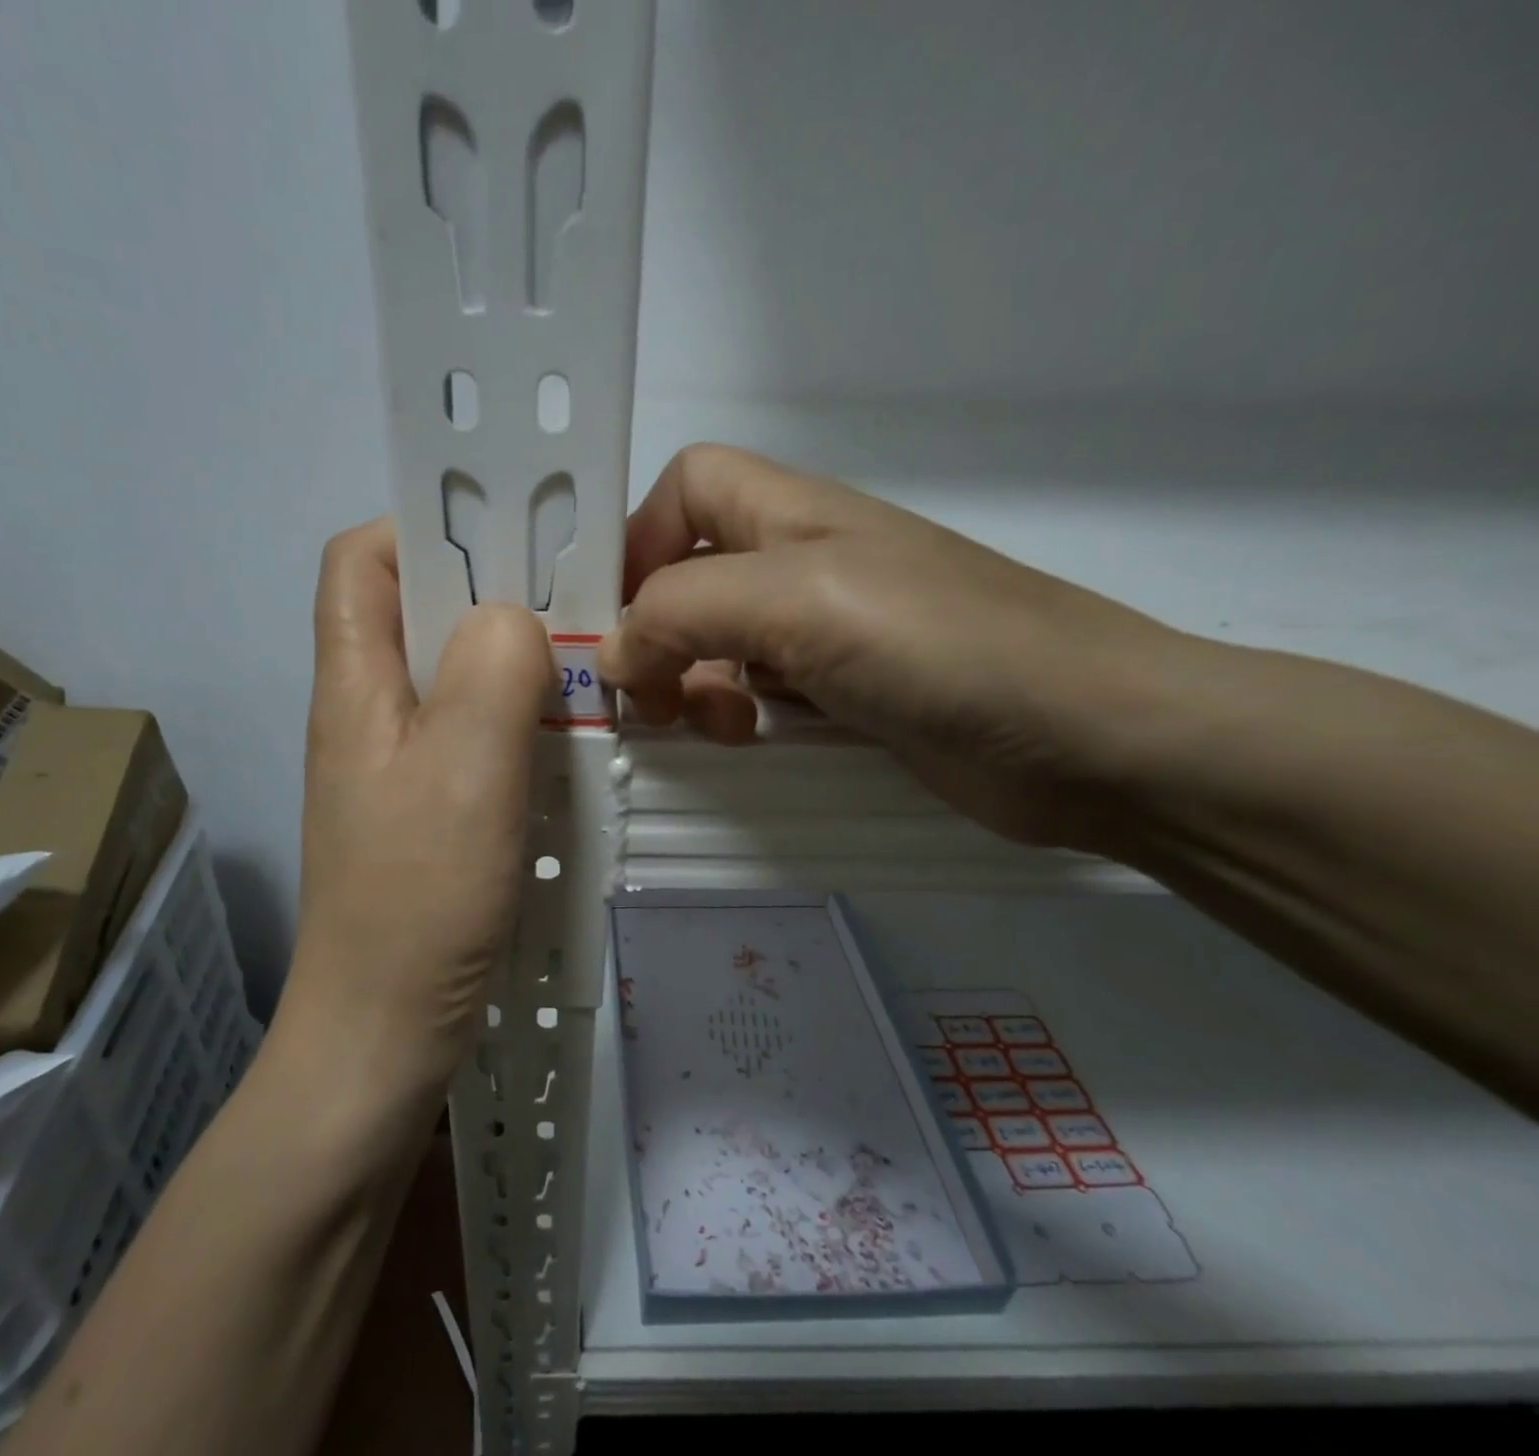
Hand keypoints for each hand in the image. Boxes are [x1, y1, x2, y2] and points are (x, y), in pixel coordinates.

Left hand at [287, 520, 552, 1091]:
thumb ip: (491, 669)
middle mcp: (368, 712)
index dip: (424, 528)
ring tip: (581, 673)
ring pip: (456, 677)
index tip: (505, 541)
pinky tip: (565, 744)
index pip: (362, 559)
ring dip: (515, 664)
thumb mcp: (464, 769)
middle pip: (419, 613)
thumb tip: (513, 617)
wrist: (383, 1034)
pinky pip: (476, 736)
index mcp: (355, 684)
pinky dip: (520, 723)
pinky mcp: (430, 809)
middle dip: (492, 596)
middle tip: (571, 608)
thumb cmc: (418, 899)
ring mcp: (399, 765)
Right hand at [598, 445, 1191, 848]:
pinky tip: (752, 740)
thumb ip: (686, 611)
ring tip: (714, 726)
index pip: (686, 486)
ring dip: (692, 682)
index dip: (639, 539)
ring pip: (719, 640)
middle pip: (691, 572)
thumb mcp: (800, 603)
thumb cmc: (944, 646)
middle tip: (656, 696)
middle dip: (656, 631)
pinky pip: (759, 691)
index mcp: (791, 516)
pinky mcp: (847, 694)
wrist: (1092, 738)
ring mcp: (828, 633)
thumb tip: (614, 654)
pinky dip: (735, 713)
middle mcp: (803, 565)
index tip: (618, 618)